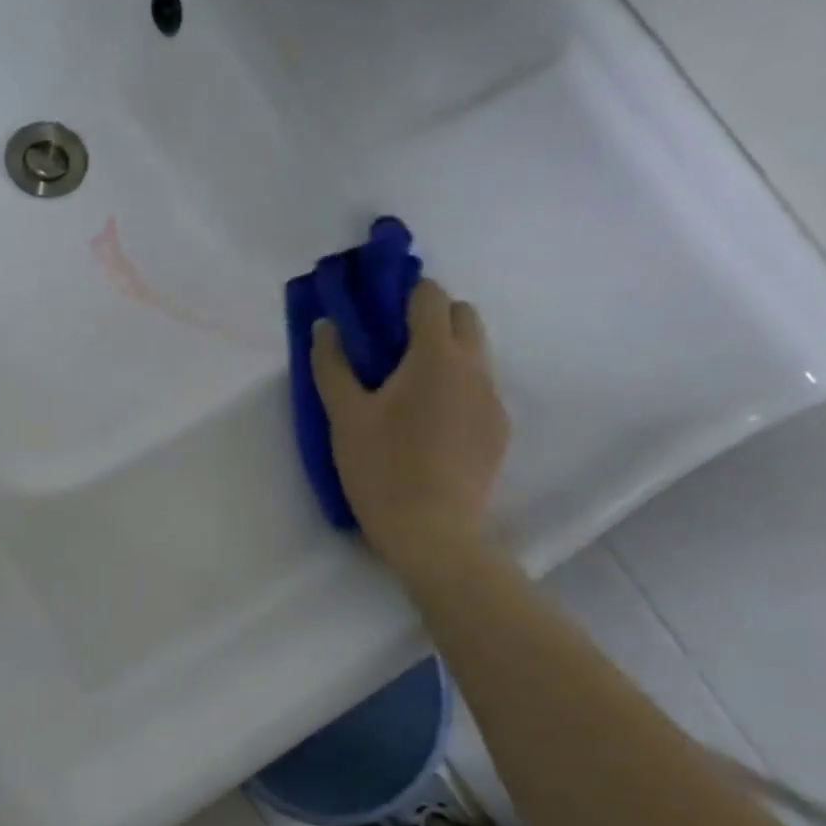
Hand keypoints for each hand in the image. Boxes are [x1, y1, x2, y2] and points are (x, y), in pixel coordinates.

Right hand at [311, 278, 509, 573]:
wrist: (433, 532)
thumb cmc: (381, 468)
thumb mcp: (344, 417)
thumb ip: (332, 365)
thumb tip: (326, 326)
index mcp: (435, 356)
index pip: (431, 296)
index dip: (405, 294)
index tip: (379, 311)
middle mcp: (474, 367)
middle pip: (464, 316)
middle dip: (432, 317)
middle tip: (393, 350)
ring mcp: (492, 400)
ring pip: (475, 354)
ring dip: (446, 354)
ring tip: (409, 392)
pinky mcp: (498, 430)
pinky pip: (479, 390)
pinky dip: (456, 389)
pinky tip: (429, 427)